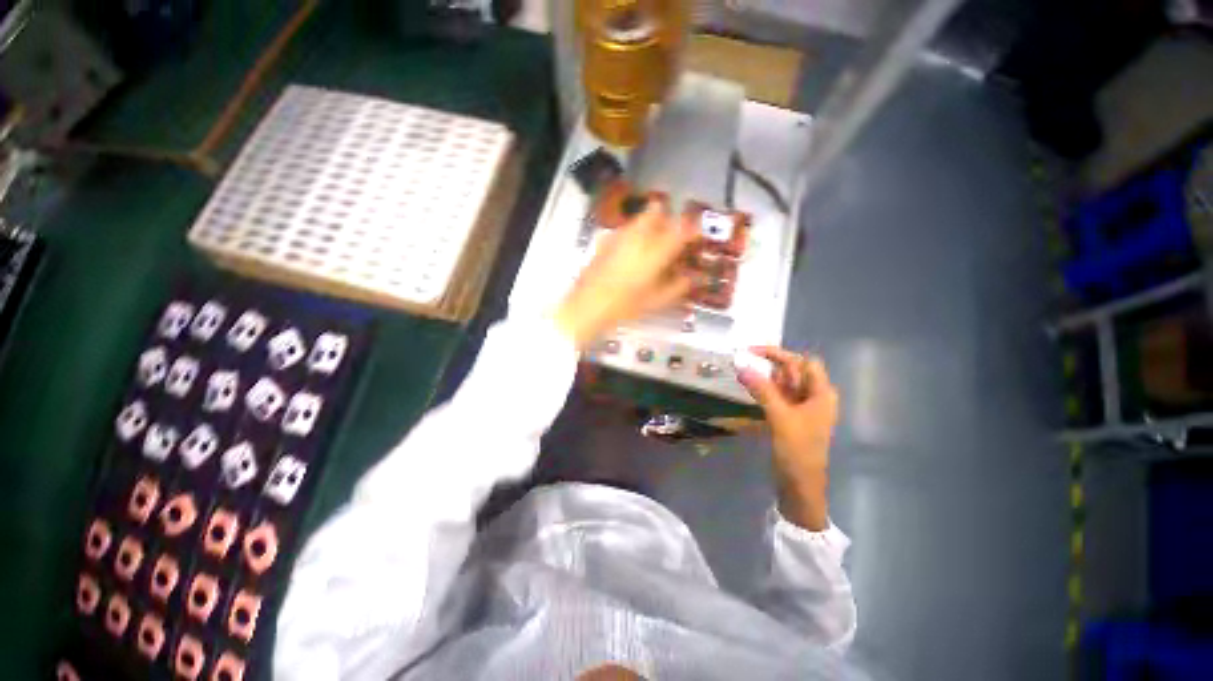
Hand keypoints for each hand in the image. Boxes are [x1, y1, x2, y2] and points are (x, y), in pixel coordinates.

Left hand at [554, 203, 695, 347]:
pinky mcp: (604, 241)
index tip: (698, 235)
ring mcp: (619, 236)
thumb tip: (695, 276)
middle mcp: (638, 236)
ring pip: (639, 218)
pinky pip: (624, 229)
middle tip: (671, 236)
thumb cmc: (625, 306)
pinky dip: (633, 234)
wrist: (586, 307)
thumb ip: (679, 286)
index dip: (693, 228)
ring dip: (650, 224)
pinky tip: (631, 253)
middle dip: (668, 218)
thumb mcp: (657, 301)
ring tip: (652, 244)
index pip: (682, 229)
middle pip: (657, 211)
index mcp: (656, 250)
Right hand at [738, 347, 838, 530]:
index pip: (803, 362)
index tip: (752, 352)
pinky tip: (750, 389)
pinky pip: (778, 396)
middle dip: (769, 365)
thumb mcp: (780, 417)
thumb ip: (762, 390)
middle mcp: (814, 397)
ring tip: (742, 374)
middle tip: (743, 363)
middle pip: (793, 371)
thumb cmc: (797, 451)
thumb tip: (741, 365)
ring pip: (783, 383)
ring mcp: (802, 408)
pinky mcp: (791, 417)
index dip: (779, 354)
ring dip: (764, 377)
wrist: (800, 486)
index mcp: (821, 393)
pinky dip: (764, 390)